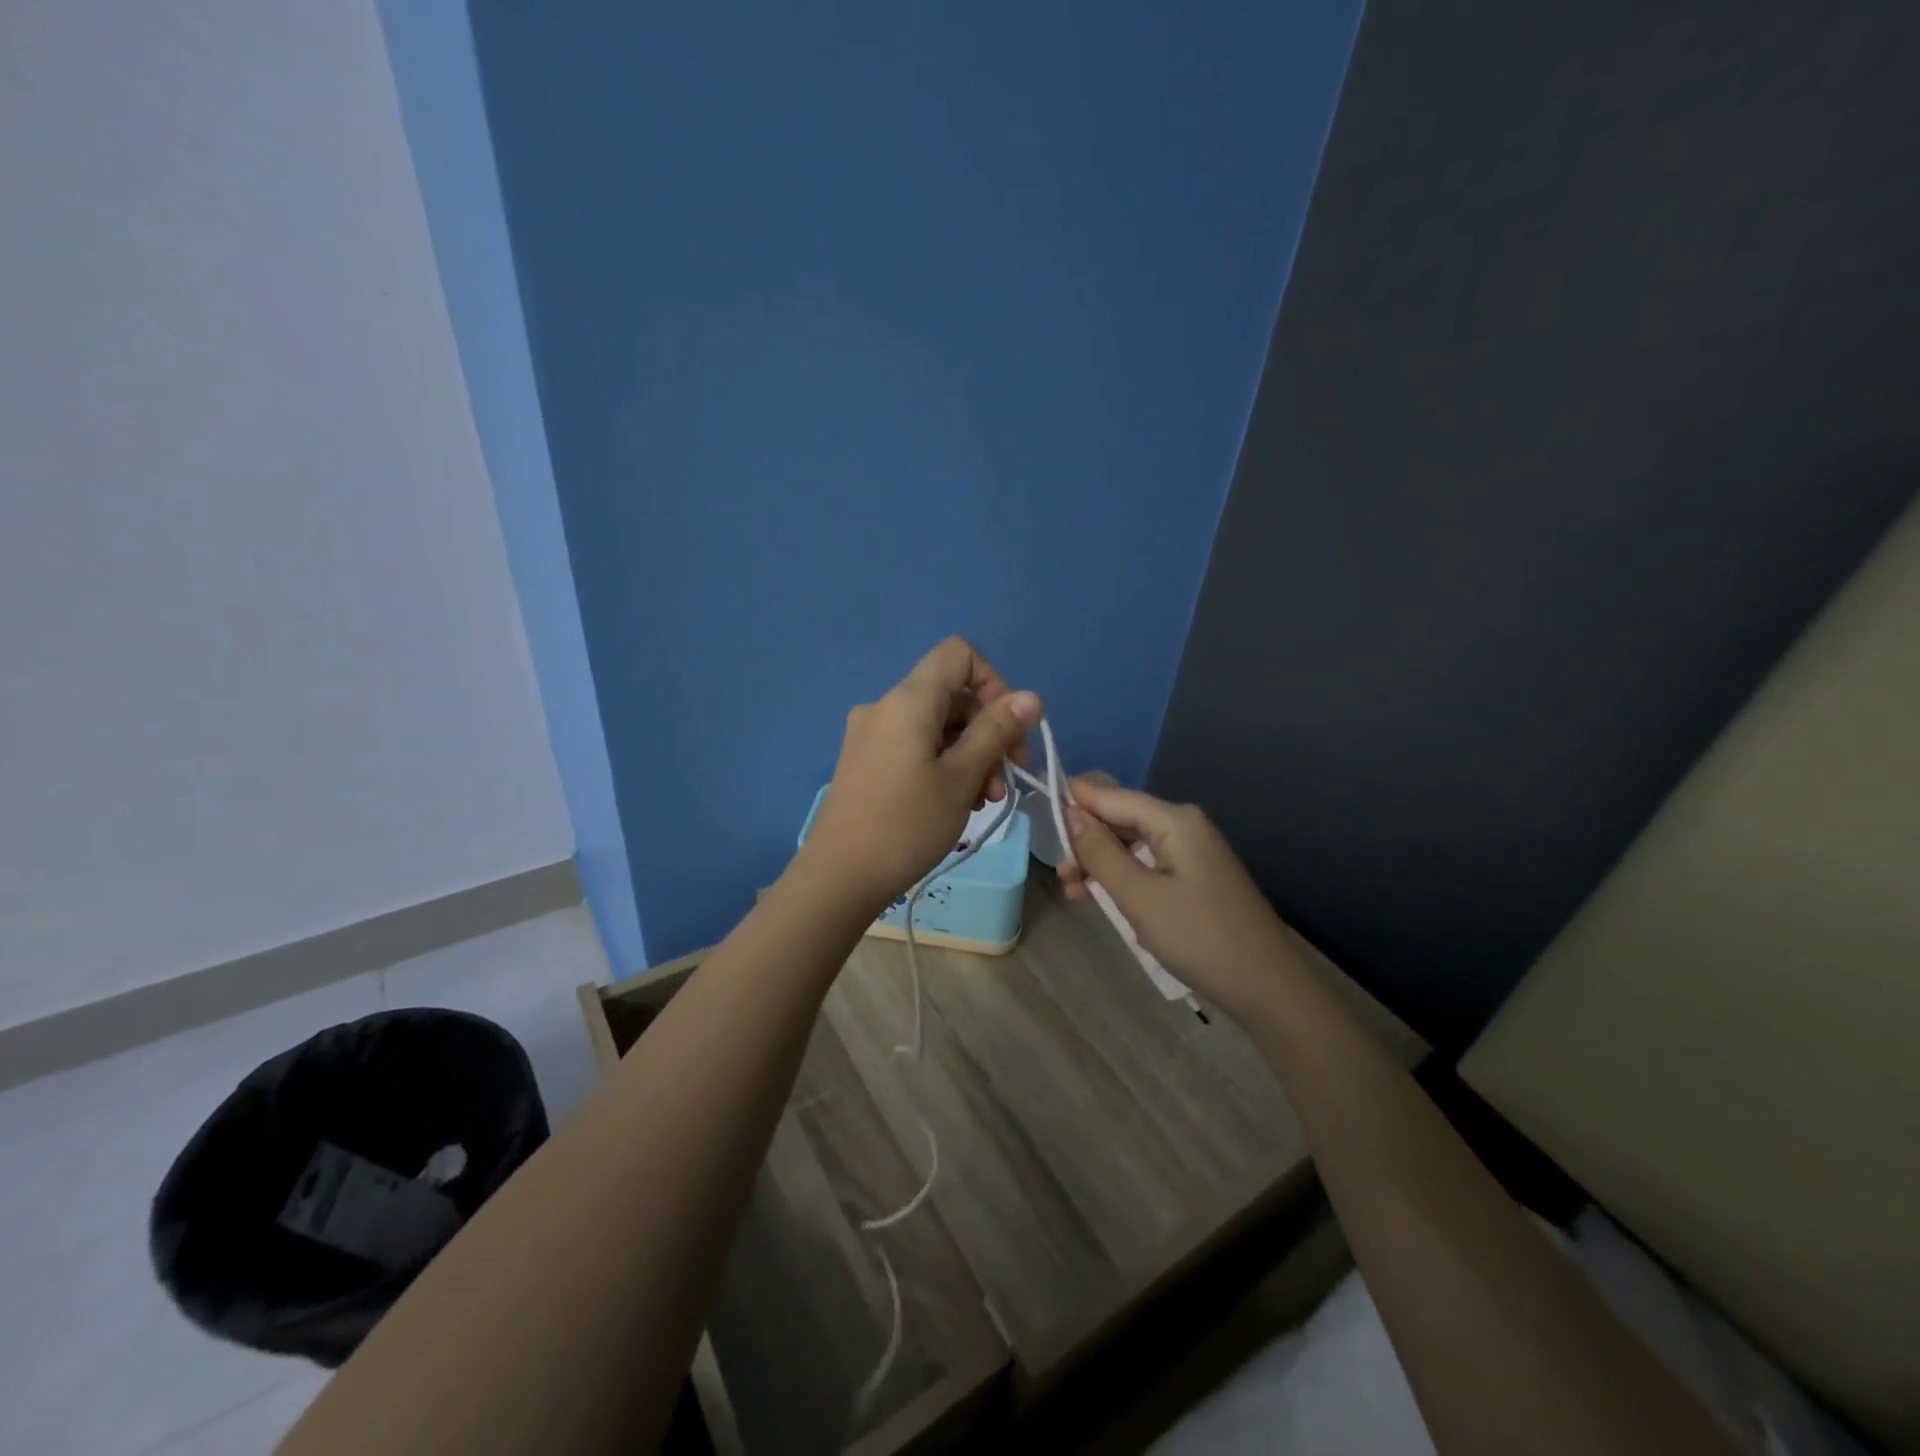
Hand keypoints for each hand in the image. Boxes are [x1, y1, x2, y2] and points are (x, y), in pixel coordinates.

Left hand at [804, 638, 1040, 906]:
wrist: (839, 876)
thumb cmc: (906, 824)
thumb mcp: (962, 777)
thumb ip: (997, 731)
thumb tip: (1030, 697)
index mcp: (909, 700)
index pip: (959, 654)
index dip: (994, 681)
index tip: (1008, 728)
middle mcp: (886, 707)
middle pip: (952, 695)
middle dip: (989, 731)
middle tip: (1009, 779)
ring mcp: (872, 735)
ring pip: (937, 726)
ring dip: (971, 754)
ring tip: (985, 800)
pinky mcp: (867, 762)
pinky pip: (916, 746)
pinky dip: (944, 764)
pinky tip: (957, 802)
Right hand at [1060, 780, 1296, 1021]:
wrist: (1267, 987)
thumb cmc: (1199, 937)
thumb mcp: (1139, 896)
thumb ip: (1101, 852)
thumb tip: (1071, 813)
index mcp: (1174, 820)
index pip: (1111, 796)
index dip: (1073, 801)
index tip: (1037, 813)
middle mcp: (1184, 826)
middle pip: (1121, 818)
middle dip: (1086, 840)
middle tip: (1060, 874)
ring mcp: (1192, 852)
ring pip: (1132, 844)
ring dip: (1100, 863)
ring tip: (1074, 891)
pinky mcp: (1195, 877)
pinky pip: (1148, 864)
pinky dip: (1123, 878)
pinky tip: (1102, 898)